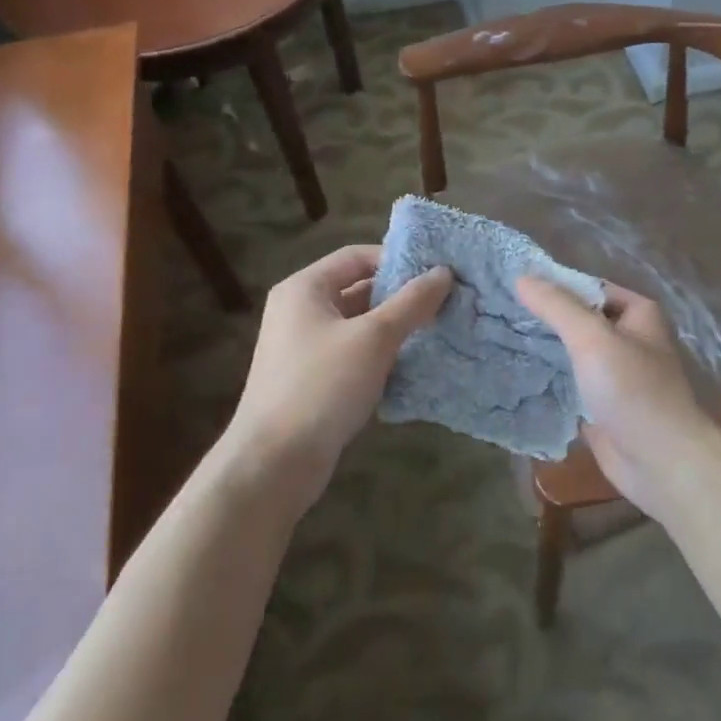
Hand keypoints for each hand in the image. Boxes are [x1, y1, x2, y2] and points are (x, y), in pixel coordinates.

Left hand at [221, 245, 451, 502]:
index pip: (357, 256)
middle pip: (358, 289)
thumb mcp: (374, 338)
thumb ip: (411, 302)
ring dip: (395, 327)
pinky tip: (413, 364)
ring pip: (359, 324)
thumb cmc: (322, 386)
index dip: (397, 259)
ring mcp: (304, 347)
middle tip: (445, 301)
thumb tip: (444, 273)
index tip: (436, 272)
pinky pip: (354, 354)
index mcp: (305, 289)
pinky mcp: (313, 380)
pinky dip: (381, 354)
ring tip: (437, 329)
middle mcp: (300, 311)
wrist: (274, 463)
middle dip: (401, 295)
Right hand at [515, 277, 720, 522]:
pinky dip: (546, 381)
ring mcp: (614, 375)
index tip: (511, 286)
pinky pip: (568, 385)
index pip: (588, 288)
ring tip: (496, 339)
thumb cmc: (633, 390)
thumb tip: (522, 277)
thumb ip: (557, 306)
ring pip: (571, 354)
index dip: (553, 286)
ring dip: (542, 350)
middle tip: (497, 312)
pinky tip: (512, 374)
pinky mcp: (600, 406)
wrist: (661, 462)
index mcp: (637, 314)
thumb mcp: (593, 338)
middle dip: (543, 319)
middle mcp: (628, 340)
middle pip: (578, 321)